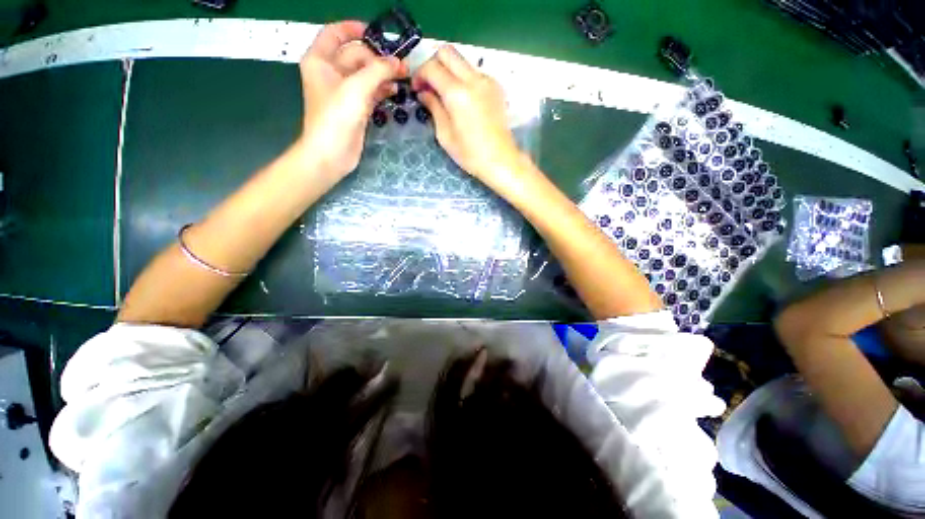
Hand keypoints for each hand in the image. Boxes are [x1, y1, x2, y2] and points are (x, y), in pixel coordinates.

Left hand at [296, 21, 407, 179]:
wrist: (331, 154)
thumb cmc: (336, 118)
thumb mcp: (356, 88)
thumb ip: (378, 71)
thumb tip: (397, 62)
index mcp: (321, 60)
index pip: (336, 33)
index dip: (355, 28)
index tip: (378, 33)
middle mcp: (330, 72)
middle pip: (356, 55)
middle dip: (378, 58)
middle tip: (401, 64)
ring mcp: (344, 92)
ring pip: (365, 75)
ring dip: (383, 74)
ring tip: (403, 76)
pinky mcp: (355, 108)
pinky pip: (370, 92)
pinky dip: (382, 89)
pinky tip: (395, 90)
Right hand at [412, 45, 523, 183]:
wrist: (500, 160)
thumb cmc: (470, 154)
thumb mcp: (445, 135)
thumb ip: (434, 107)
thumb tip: (424, 92)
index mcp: (458, 94)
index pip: (432, 67)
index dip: (419, 75)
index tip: (417, 89)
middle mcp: (474, 80)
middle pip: (447, 52)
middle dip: (433, 64)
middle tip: (429, 84)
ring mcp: (487, 81)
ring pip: (462, 61)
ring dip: (449, 71)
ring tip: (445, 94)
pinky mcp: (496, 87)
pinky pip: (474, 73)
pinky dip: (463, 79)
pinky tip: (462, 100)